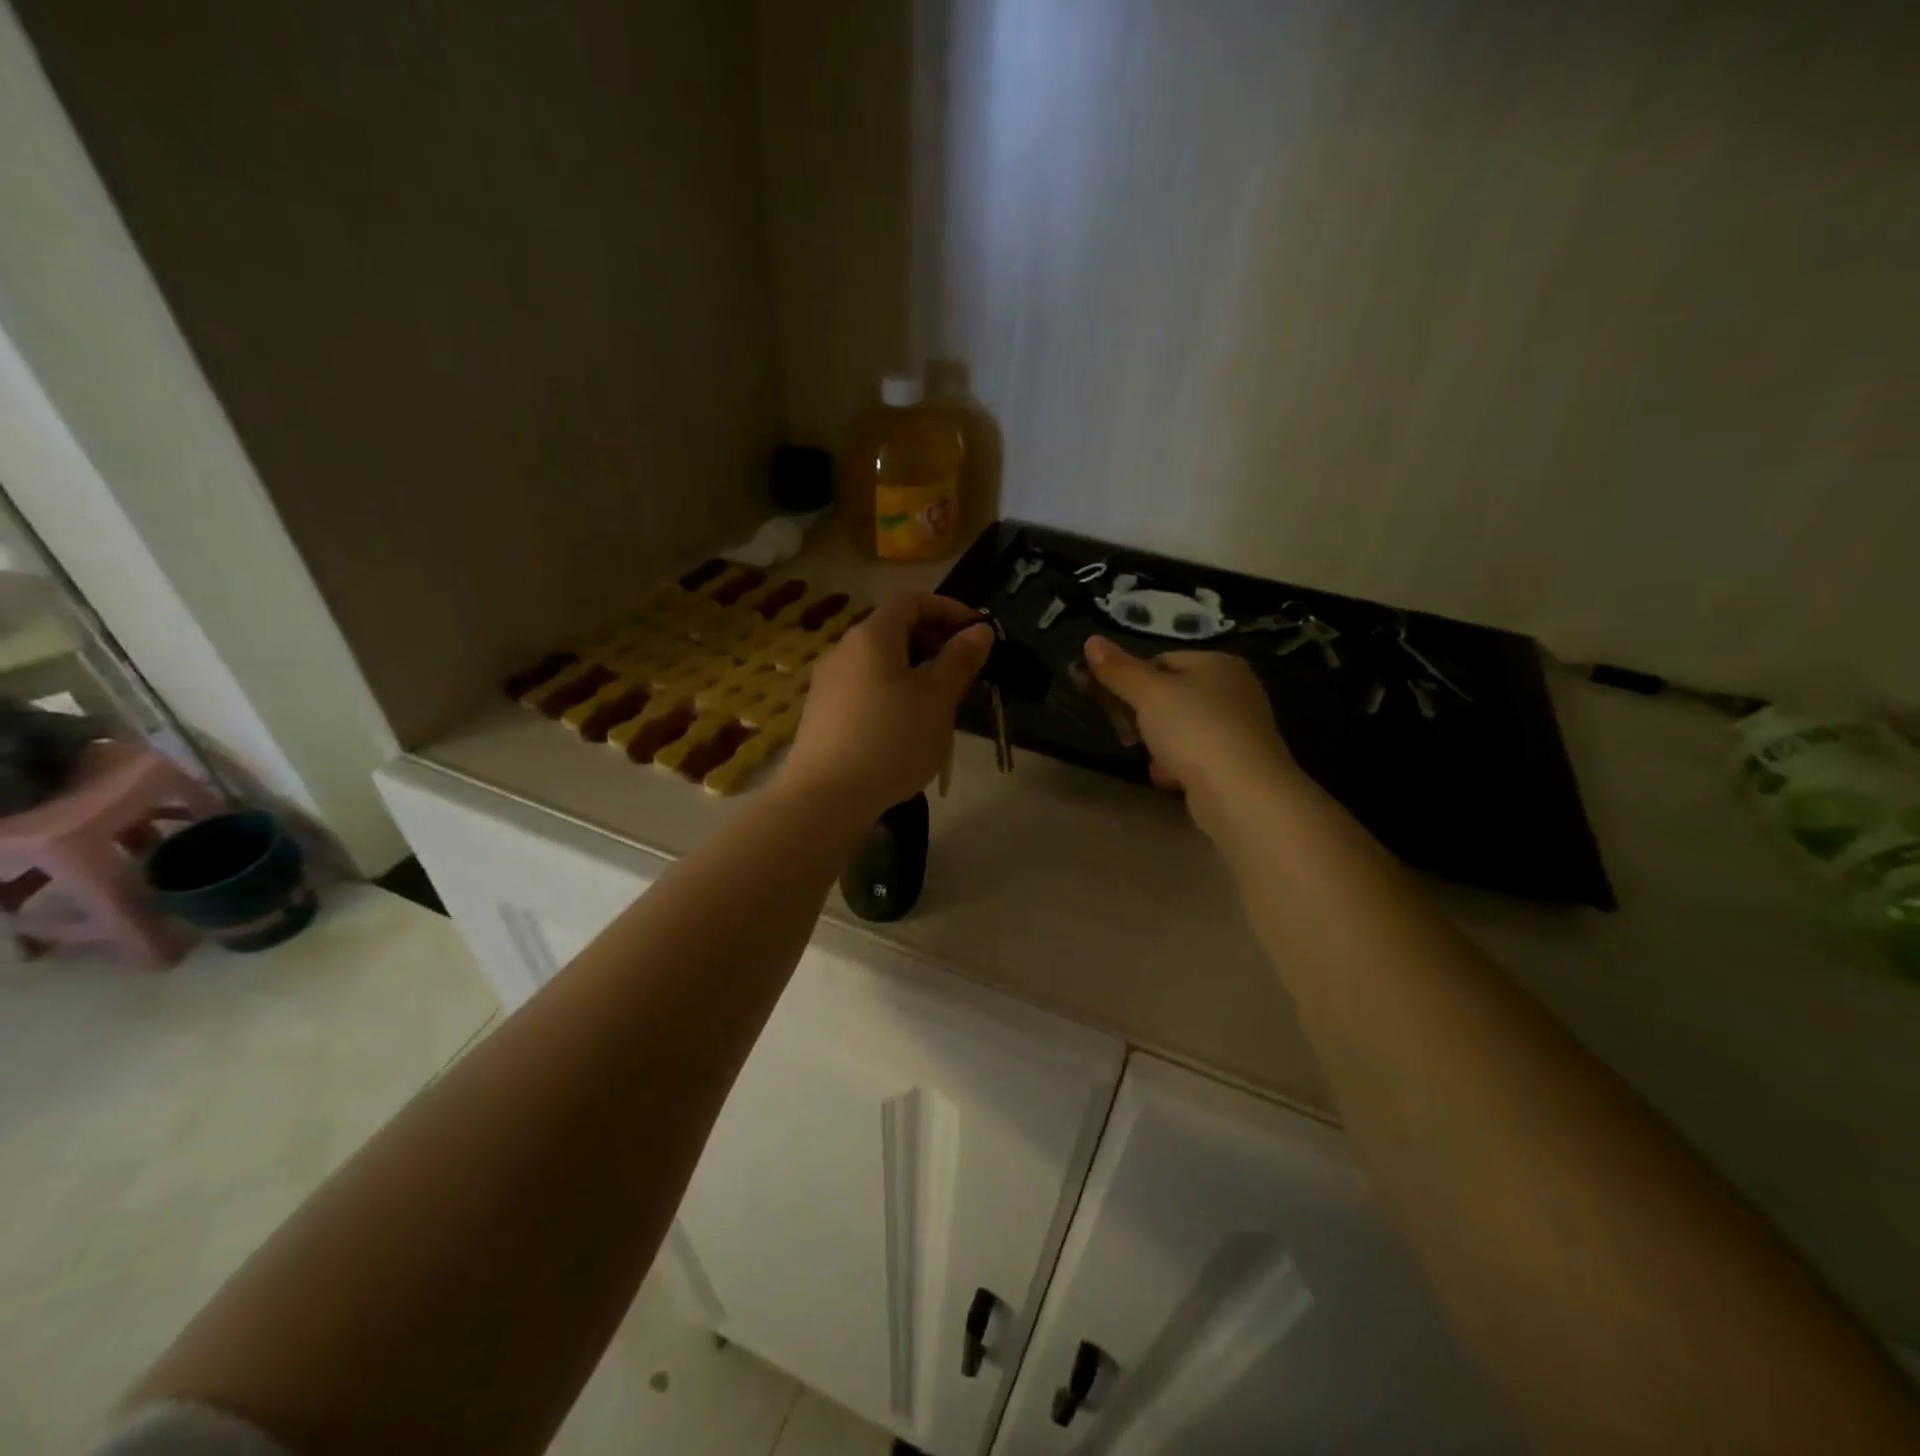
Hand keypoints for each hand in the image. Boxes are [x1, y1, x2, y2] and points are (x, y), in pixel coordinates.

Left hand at [785, 593, 992, 819]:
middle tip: (964, 672)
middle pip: (894, 630)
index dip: (948, 608)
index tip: (977, 633)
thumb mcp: (938, 699)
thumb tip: (979, 630)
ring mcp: (828, 683)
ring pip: (880, 663)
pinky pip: (865, 689)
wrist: (826, 797)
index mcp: (872, 635)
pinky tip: (905, 729)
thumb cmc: (891, 739)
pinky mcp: (822, 714)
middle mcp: (844, 650)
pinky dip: (892, 694)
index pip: (911, 600)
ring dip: (914, 672)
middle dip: (934, 643)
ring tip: (939, 704)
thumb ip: (960, 660)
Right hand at [1083, 637, 1300, 833]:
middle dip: (1143, 716)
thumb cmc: (1194, 729)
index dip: (1132, 679)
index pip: (1162, 660)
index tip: (1112, 701)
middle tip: (1126, 733)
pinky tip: (1171, 779)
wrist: (1241, 793)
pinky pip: (1194, 757)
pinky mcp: (1235, 763)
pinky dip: (1178, 766)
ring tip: (1152, 759)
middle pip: (1170, 695)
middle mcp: (1233, 690)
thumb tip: (1091, 641)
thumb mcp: (1149, 693)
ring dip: (1158, 744)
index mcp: (1217, 663)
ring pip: (1179, 729)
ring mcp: (1237, 728)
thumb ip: (1119, 670)